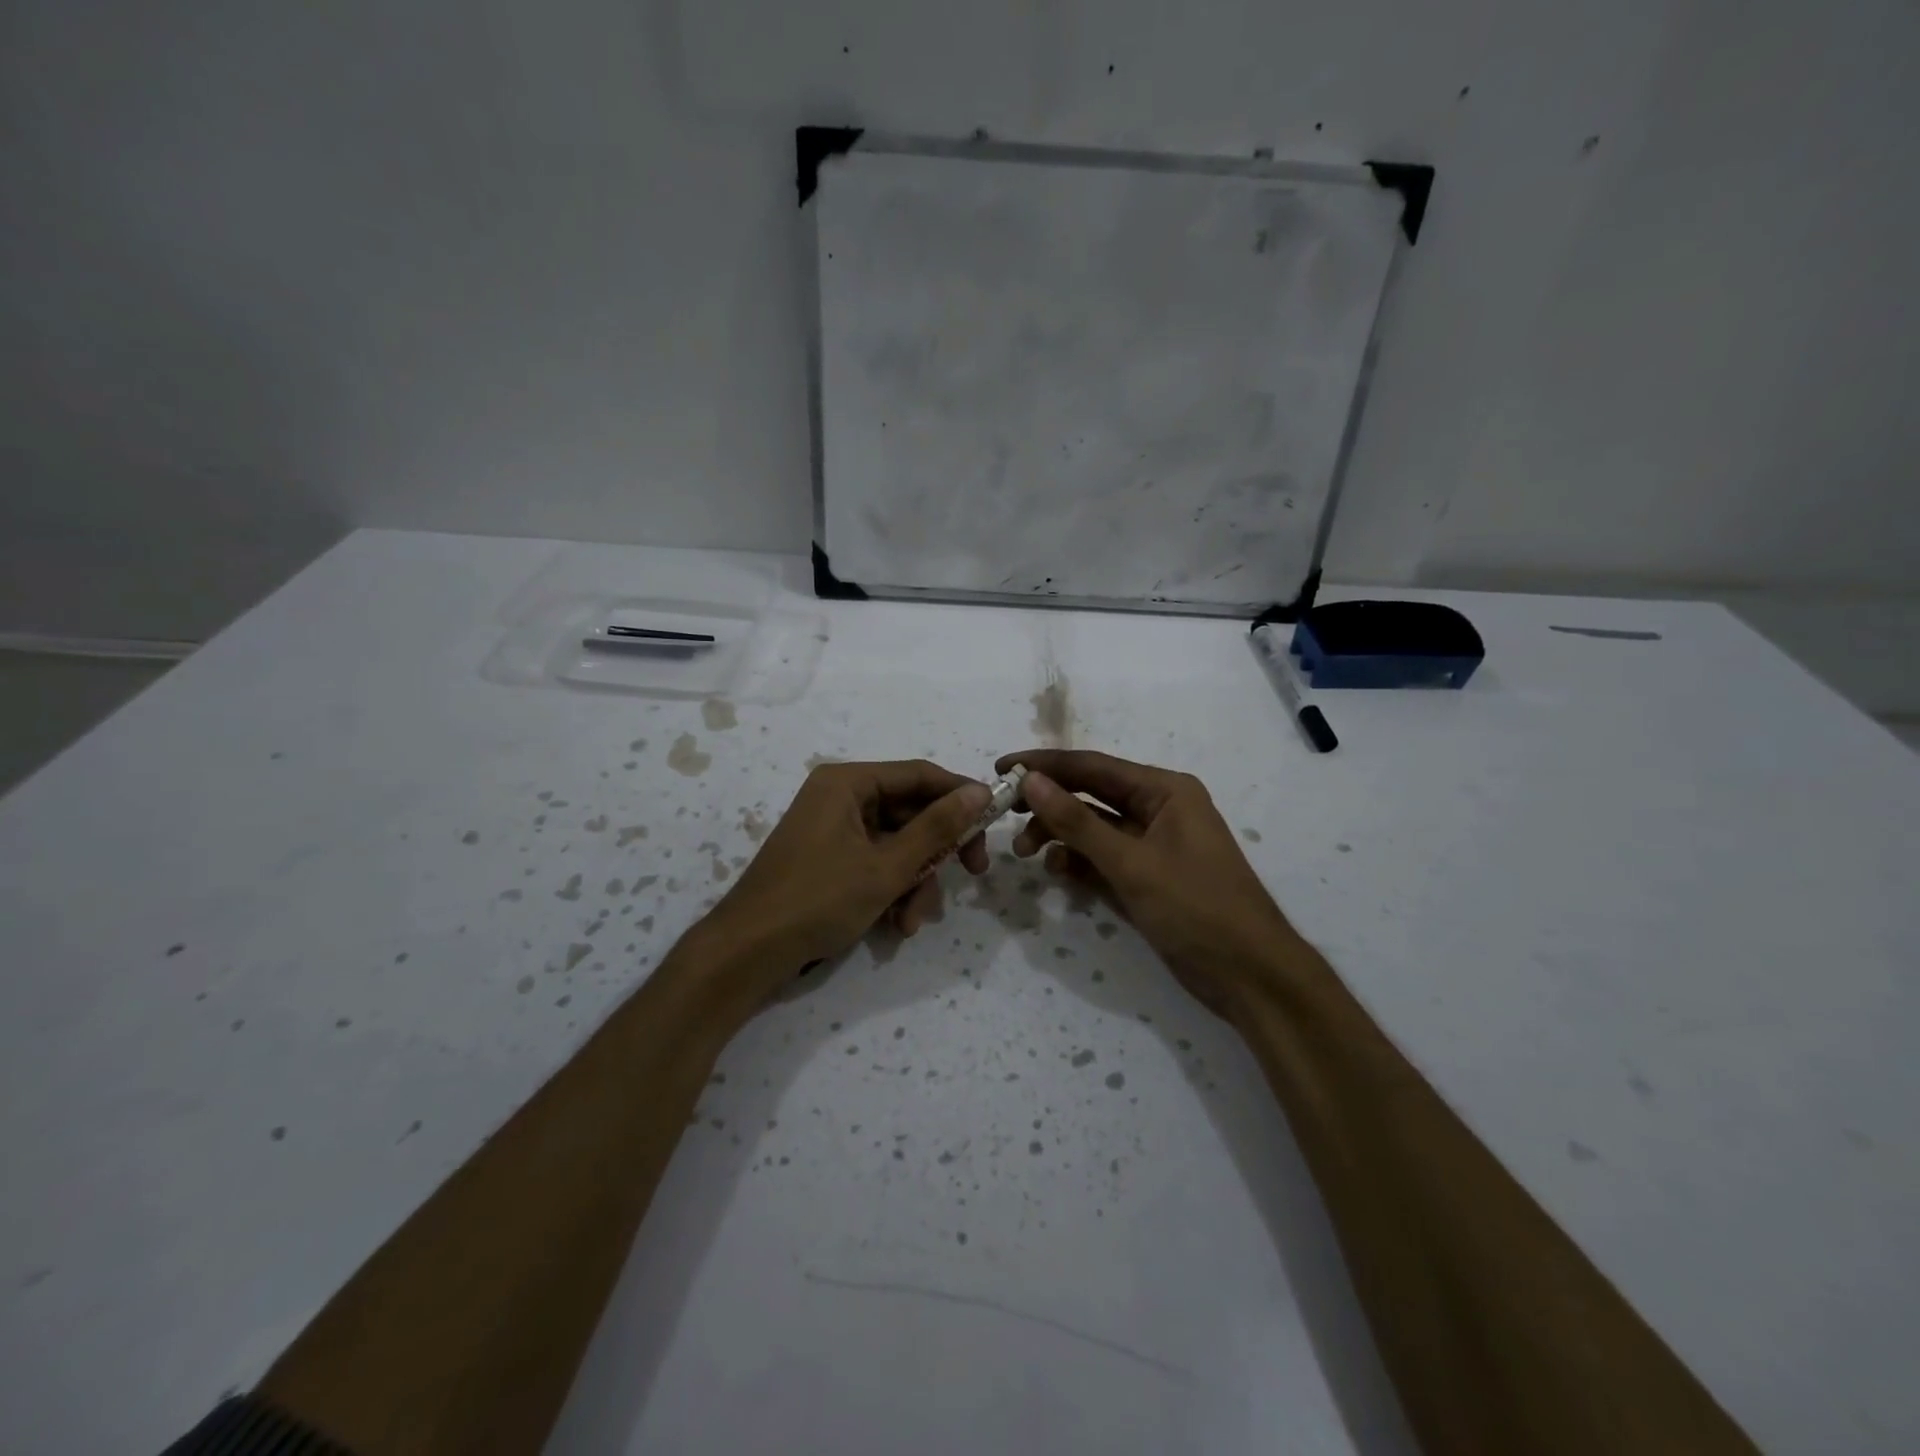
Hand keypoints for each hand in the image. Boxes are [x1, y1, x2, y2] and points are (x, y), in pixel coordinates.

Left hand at [700, 760, 990, 1002]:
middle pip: (910, 812)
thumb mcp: (887, 866)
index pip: (919, 775)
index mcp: (848, 783)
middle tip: (971, 874)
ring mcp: (833, 830)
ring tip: (913, 920)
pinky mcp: (829, 860)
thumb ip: (937, 828)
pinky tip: (896, 925)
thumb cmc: (818, 899)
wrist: (748, 953)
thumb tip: (980, 791)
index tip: (994, 821)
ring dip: (914, 881)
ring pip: (896, 844)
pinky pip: (875, 863)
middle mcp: (840, 797)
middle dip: (936, 852)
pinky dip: (891, 890)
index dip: (960, 795)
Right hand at [997, 749, 1305, 1019]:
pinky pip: (1103, 858)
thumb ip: (1077, 822)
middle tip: (1004, 817)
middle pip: (1091, 795)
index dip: (1045, 765)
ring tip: (1026, 854)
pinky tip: (1057, 874)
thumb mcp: (1131, 863)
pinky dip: (1078, 863)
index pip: (1093, 766)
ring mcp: (1153, 845)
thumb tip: (1030, 780)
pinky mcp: (1147, 877)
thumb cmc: (1196, 908)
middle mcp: (1159, 808)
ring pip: (1093, 829)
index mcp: (1165, 790)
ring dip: (1060, 837)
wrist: (1250, 976)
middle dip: (1049, 805)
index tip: (1002, 766)